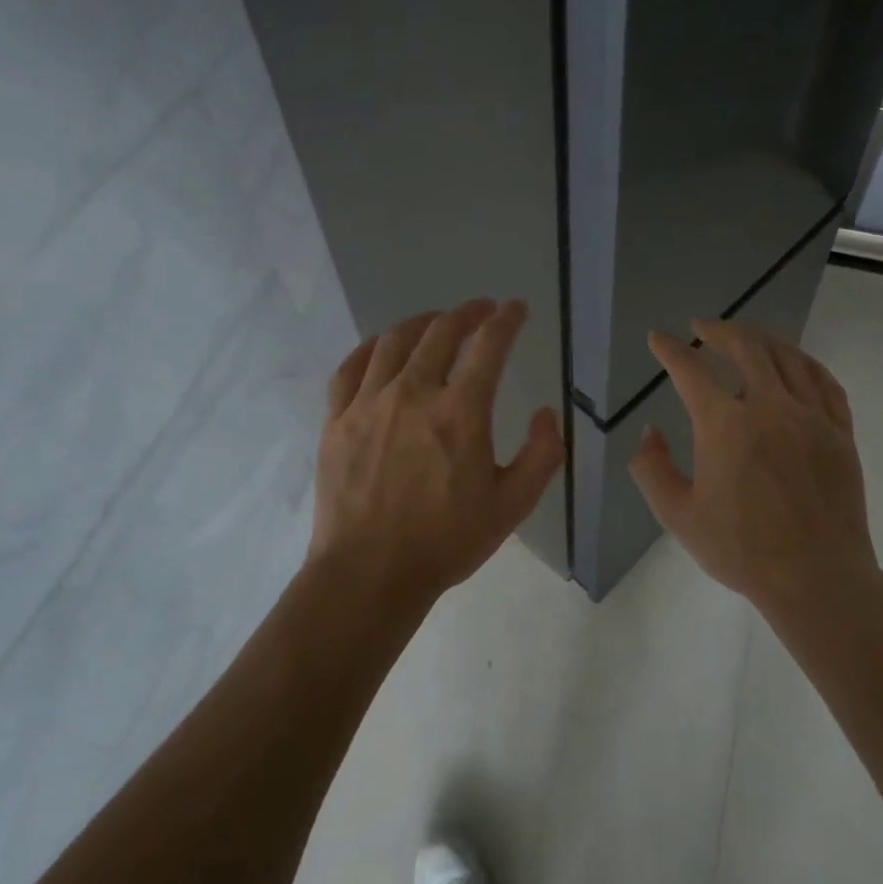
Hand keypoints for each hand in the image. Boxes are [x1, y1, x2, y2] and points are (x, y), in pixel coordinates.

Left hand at [308, 298, 565, 603]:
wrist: (368, 574)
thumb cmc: (445, 541)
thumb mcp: (512, 506)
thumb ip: (541, 455)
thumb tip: (545, 413)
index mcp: (460, 412)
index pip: (488, 345)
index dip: (506, 320)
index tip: (515, 309)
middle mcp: (413, 393)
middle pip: (440, 332)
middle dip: (467, 312)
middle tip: (482, 309)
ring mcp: (368, 404)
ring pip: (394, 341)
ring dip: (421, 323)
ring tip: (436, 322)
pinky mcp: (337, 420)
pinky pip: (351, 368)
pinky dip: (371, 348)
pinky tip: (381, 349)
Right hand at [629, 319, 882, 613]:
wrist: (816, 578)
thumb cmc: (741, 550)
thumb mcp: (678, 515)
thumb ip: (651, 469)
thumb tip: (650, 432)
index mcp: (725, 426)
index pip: (691, 370)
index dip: (670, 350)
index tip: (659, 339)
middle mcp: (770, 407)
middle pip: (745, 347)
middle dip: (718, 330)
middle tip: (702, 327)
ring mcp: (811, 417)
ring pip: (787, 357)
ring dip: (761, 338)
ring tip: (745, 335)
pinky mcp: (840, 432)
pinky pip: (824, 382)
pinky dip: (804, 363)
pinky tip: (795, 362)